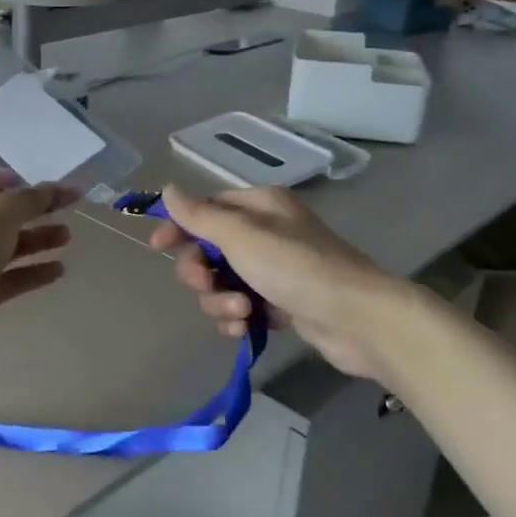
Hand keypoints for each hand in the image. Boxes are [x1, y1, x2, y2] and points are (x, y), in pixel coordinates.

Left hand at [0, 173, 75, 359]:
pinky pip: (9, 278)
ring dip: (36, 240)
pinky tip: (58, 270)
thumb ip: (28, 199)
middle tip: (63, 208)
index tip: (28, 182)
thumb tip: (52, 189)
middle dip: (30, 212)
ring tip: (66, 237)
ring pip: (5, 248)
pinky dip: (32, 272)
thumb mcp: (0, 213)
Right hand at [147, 184, 403, 380]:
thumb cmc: (296, 267)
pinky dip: (237, 317)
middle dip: (201, 272)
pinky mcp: (280, 304)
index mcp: (260, 207)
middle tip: (205, 284)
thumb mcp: (241, 236)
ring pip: (222, 283)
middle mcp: (266, 234)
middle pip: (210, 250)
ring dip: (220, 300)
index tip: (158, 247)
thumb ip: (200, 215)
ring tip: (241, 312)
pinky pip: (241, 307)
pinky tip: (245, 327)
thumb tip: (168, 190)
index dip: (180, 227)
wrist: (357, 319)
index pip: (207, 209)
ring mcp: (274, 271)